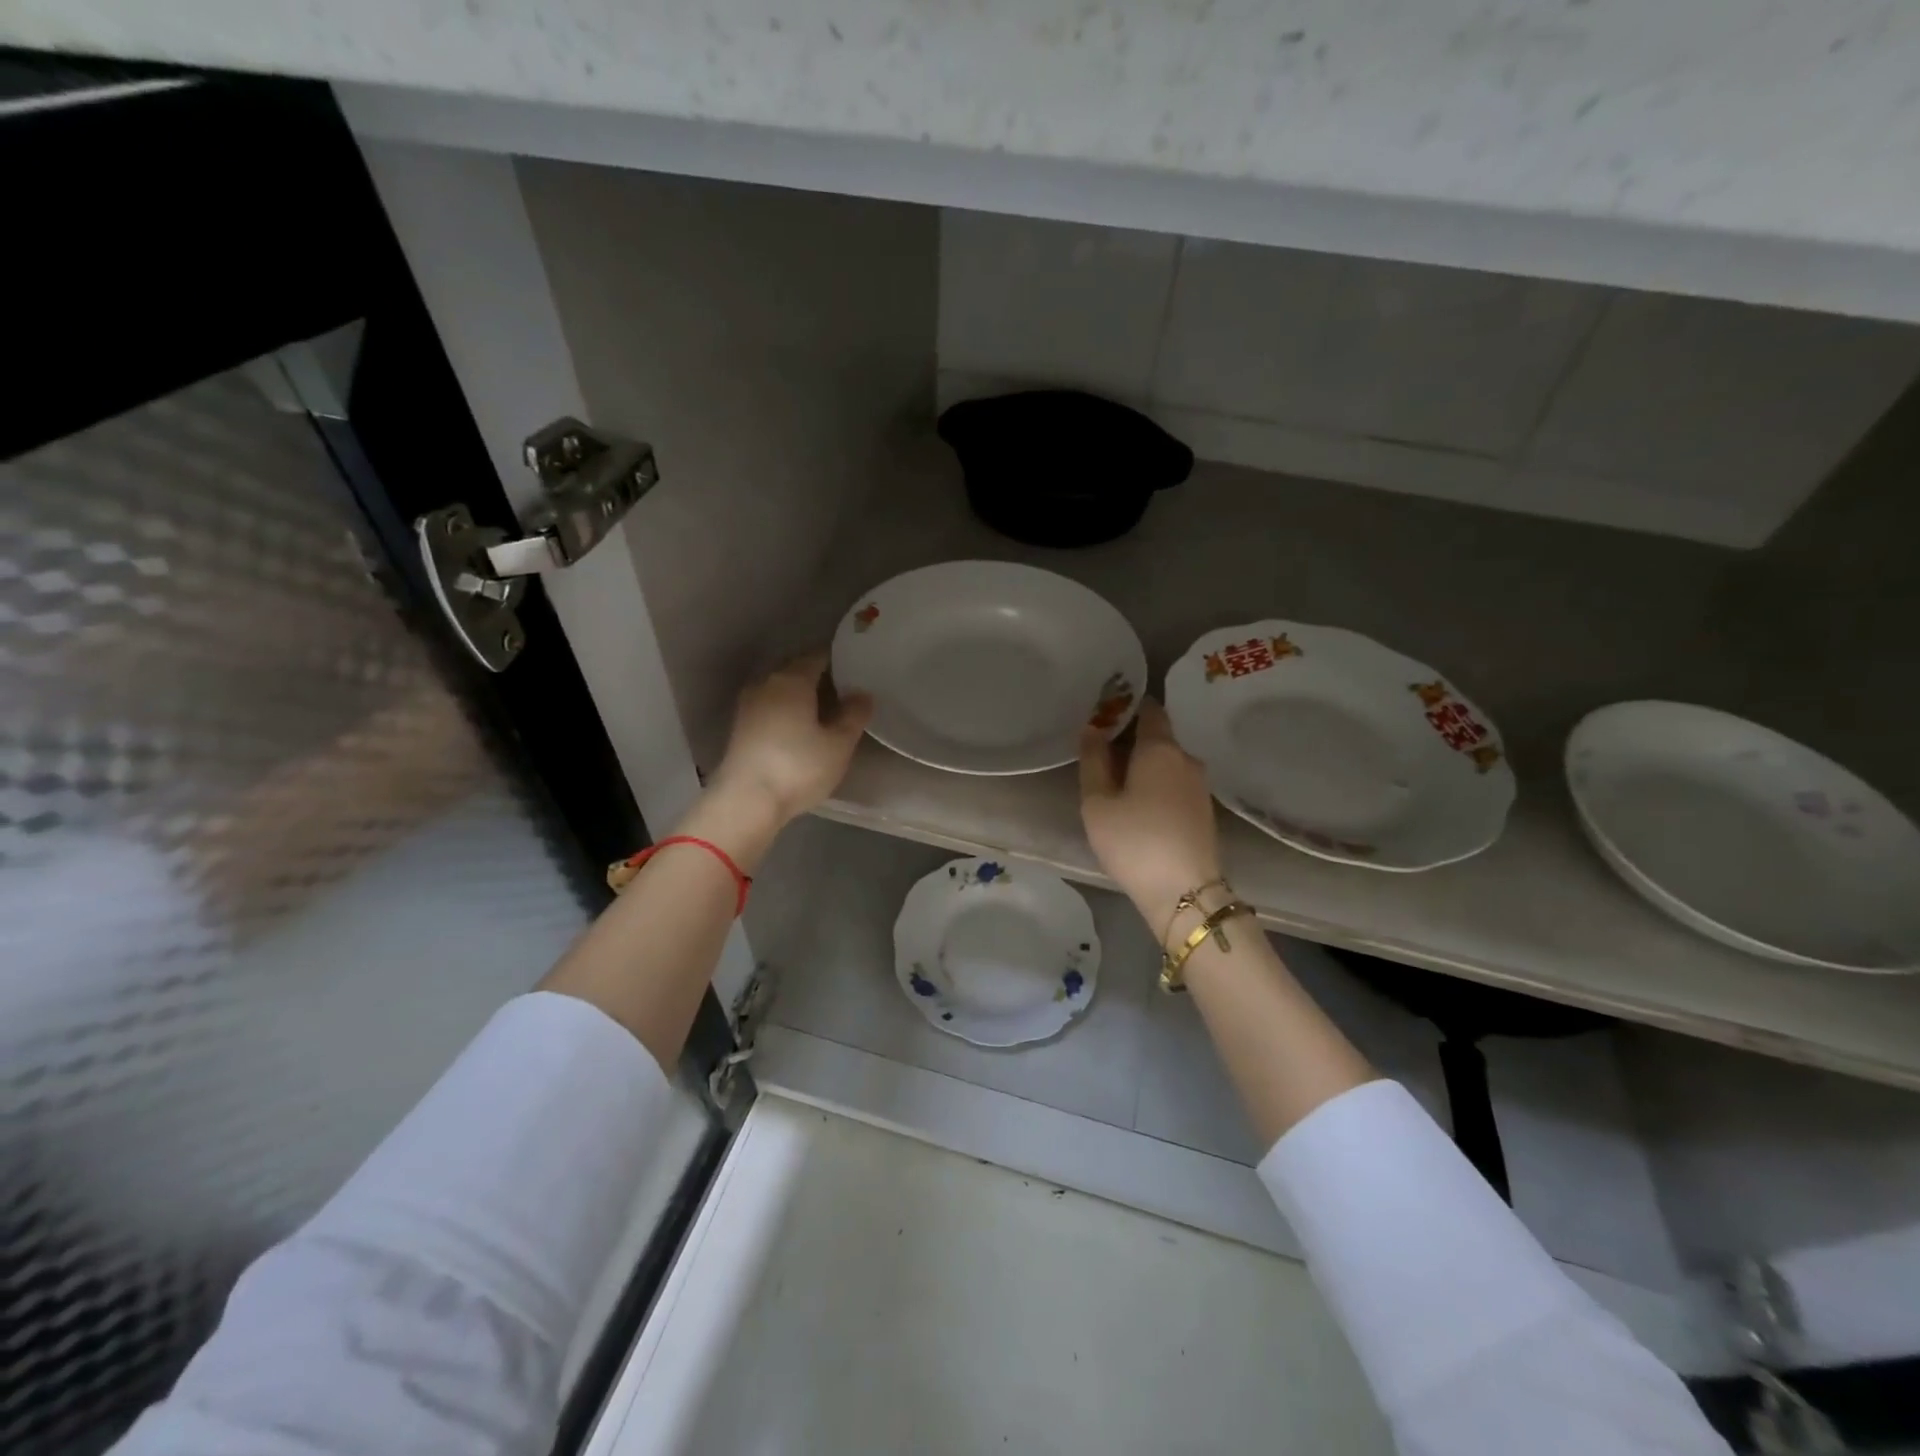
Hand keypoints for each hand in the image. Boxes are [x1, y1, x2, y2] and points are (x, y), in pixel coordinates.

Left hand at [709, 651, 872, 828]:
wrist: (746, 801)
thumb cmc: (797, 767)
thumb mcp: (838, 744)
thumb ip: (854, 715)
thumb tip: (862, 693)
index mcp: (792, 679)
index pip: (819, 656)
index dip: (840, 660)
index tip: (858, 670)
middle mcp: (766, 683)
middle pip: (797, 670)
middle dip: (821, 677)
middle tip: (847, 693)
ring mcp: (749, 705)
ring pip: (782, 689)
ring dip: (803, 696)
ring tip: (827, 712)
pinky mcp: (741, 727)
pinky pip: (771, 707)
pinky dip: (788, 711)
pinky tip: (802, 728)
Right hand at [1079, 698, 1221, 921]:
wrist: (1185, 893)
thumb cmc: (1134, 841)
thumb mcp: (1097, 802)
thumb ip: (1093, 761)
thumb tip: (1093, 728)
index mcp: (1160, 748)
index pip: (1149, 709)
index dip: (1127, 706)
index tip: (1106, 715)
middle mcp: (1186, 759)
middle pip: (1158, 737)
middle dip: (1132, 740)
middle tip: (1101, 757)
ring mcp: (1200, 786)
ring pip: (1168, 763)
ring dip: (1145, 767)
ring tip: (1117, 786)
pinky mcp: (1205, 810)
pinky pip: (1176, 784)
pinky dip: (1158, 785)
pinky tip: (1140, 807)